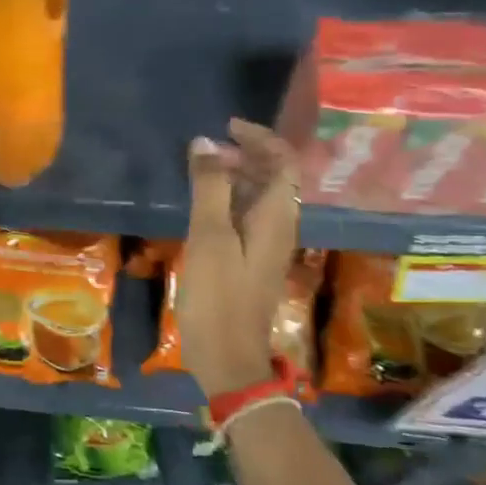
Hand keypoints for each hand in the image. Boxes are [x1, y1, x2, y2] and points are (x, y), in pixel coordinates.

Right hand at [176, 118, 301, 399]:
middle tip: (207, 150)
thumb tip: (205, 142)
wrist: (228, 357)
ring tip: (201, 170)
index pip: (284, 162)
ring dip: (237, 175)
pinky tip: (203, 205)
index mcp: (277, 217)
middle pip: (275, 177)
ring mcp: (266, 245)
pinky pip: (247, 216)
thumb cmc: (219, 296)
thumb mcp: (210, 237)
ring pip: (260, 196)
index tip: (227, 127)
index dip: (260, 139)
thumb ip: (209, 188)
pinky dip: (229, 199)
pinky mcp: (251, 260)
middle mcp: (280, 227)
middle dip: (245, 154)